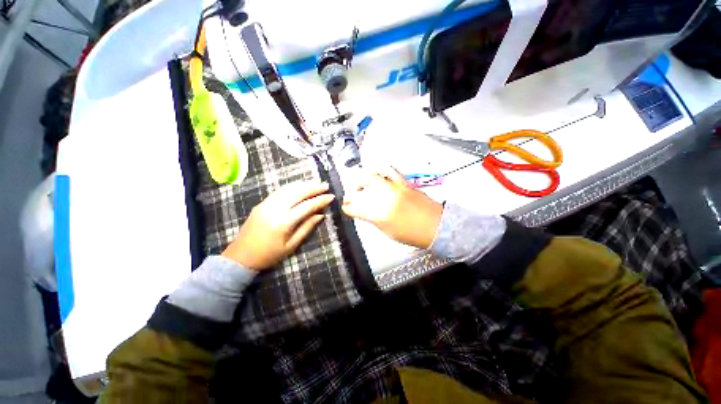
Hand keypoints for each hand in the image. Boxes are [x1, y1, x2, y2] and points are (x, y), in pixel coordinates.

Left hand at [222, 181, 334, 270]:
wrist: (240, 257)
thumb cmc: (269, 255)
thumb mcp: (291, 246)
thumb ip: (307, 228)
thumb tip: (320, 215)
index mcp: (284, 222)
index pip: (307, 206)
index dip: (320, 200)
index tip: (331, 196)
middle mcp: (275, 209)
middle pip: (298, 193)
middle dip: (313, 188)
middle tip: (325, 185)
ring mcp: (266, 204)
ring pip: (288, 189)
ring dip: (303, 185)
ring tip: (315, 183)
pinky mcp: (261, 203)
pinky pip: (279, 191)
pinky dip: (292, 187)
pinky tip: (299, 186)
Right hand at [342, 167, 442, 248]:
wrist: (435, 226)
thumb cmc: (411, 234)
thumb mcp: (388, 231)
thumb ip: (374, 219)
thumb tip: (365, 212)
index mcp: (379, 214)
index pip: (356, 208)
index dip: (348, 208)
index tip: (346, 208)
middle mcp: (384, 198)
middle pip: (361, 188)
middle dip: (351, 191)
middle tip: (350, 195)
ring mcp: (394, 188)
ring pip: (373, 176)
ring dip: (364, 179)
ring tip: (363, 184)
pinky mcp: (404, 183)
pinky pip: (391, 172)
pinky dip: (383, 172)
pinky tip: (381, 176)